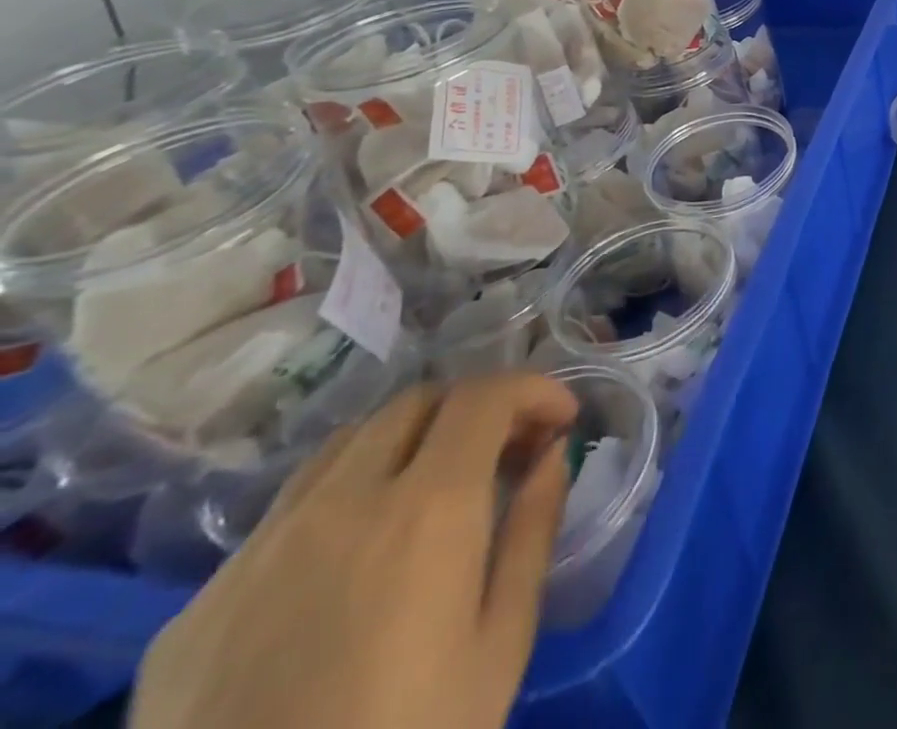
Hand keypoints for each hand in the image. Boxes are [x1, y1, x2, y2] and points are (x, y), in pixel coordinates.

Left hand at [130, 373, 578, 728]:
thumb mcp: (501, 644)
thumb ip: (533, 529)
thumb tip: (553, 453)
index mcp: (426, 509)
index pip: (486, 395)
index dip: (534, 389)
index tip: (561, 419)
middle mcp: (339, 504)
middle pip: (415, 402)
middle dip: (474, 407)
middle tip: (505, 451)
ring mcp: (257, 551)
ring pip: (345, 445)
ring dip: (405, 442)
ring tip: (431, 490)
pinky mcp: (198, 605)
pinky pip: (284, 514)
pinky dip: (341, 500)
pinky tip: (350, 563)